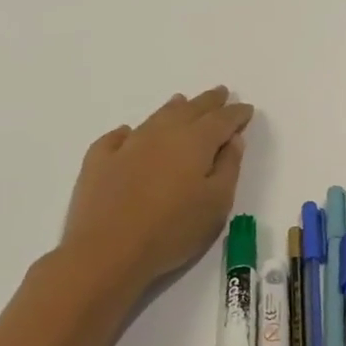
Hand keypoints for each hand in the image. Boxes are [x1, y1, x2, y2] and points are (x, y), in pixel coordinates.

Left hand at [59, 87, 253, 291]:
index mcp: (196, 142)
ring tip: (182, 101)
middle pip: (190, 110)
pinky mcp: (99, 163)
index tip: (247, 109)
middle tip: (221, 92)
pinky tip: (128, 134)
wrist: (106, 252)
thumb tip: (232, 140)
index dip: (237, 113)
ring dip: (173, 108)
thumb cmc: (172, 230)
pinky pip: (116, 138)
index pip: (222, 120)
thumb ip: (229, 167)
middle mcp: (162, 134)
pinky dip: (128, 132)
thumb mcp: (217, 203)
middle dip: (209, 102)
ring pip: (156, 118)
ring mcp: (127, 146)